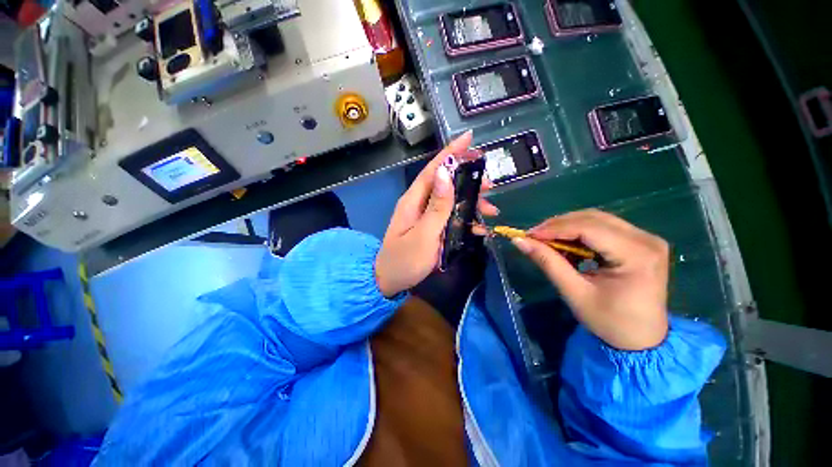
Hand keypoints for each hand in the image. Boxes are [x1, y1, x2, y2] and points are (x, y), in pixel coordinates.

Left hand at [375, 131, 497, 296]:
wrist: (388, 281)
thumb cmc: (404, 260)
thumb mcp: (424, 235)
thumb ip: (437, 207)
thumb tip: (445, 173)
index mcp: (414, 200)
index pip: (434, 170)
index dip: (451, 153)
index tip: (470, 138)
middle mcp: (419, 203)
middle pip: (445, 183)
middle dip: (469, 180)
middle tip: (490, 185)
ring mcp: (425, 216)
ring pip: (451, 201)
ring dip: (471, 203)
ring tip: (491, 209)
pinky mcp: (430, 228)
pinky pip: (450, 218)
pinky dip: (465, 220)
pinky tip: (480, 228)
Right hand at [512, 209, 668, 350]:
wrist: (642, 340)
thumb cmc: (609, 322)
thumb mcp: (574, 293)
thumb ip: (548, 262)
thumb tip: (519, 241)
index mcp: (637, 255)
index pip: (589, 228)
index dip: (554, 228)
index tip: (527, 235)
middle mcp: (646, 240)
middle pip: (593, 219)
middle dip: (558, 225)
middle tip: (534, 237)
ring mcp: (646, 239)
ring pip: (597, 219)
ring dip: (567, 227)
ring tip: (547, 241)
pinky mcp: (640, 242)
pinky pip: (603, 227)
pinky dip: (579, 233)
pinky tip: (567, 245)